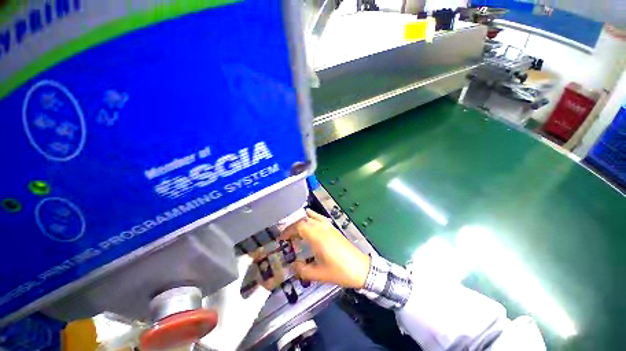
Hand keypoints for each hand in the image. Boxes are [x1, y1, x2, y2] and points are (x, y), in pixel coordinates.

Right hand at [280, 209, 370, 288]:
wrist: (360, 268)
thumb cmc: (339, 271)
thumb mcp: (318, 275)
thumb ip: (302, 270)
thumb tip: (293, 265)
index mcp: (317, 237)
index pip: (298, 226)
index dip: (288, 231)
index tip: (282, 239)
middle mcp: (322, 227)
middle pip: (303, 220)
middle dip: (292, 226)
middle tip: (286, 237)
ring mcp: (328, 226)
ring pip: (311, 216)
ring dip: (301, 221)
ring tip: (295, 231)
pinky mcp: (333, 227)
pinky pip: (319, 218)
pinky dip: (311, 218)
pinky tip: (308, 225)